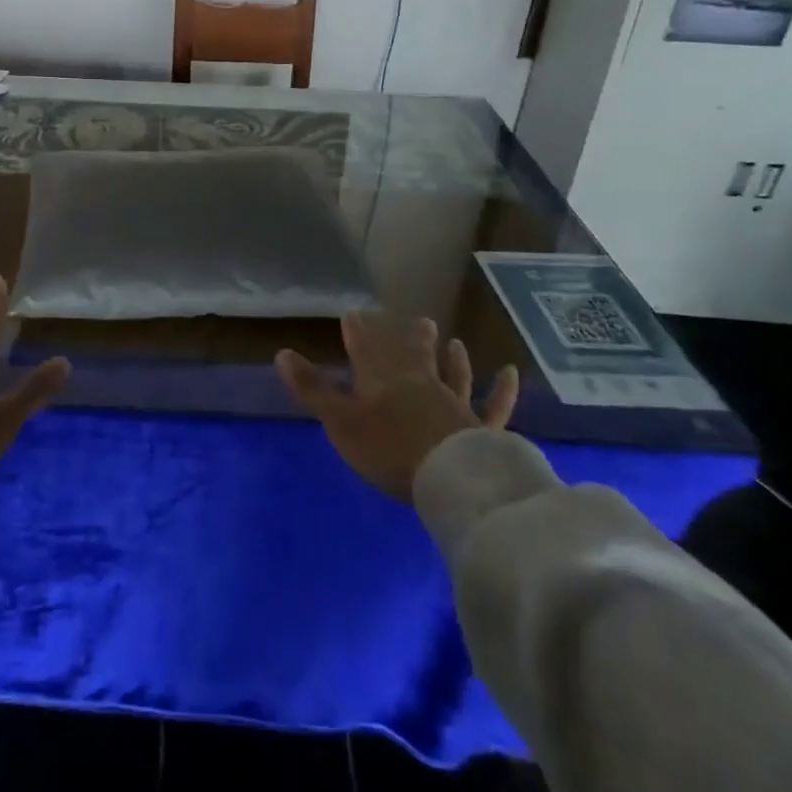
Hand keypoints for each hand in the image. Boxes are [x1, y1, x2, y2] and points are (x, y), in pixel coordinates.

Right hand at [276, 315, 518, 500]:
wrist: (450, 478)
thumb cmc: (388, 449)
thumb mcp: (340, 421)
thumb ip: (312, 388)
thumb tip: (281, 352)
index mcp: (381, 379)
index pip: (365, 347)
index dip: (358, 330)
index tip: (353, 313)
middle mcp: (419, 381)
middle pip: (411, 353)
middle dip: (406, 336)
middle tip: (411, 319)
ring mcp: (454, 402)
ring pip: (452, 373)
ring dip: (451, 357)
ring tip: (453, 340)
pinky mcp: (481, 427)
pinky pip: (495, 406)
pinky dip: (503, 390)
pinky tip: (511, 373)